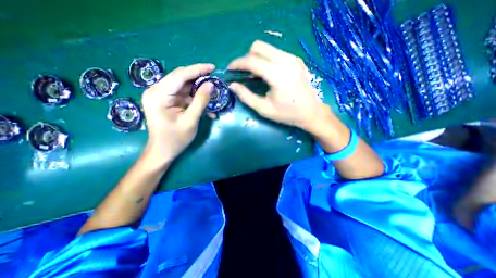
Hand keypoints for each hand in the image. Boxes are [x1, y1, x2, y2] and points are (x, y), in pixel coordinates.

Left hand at [141, 64, 215, 163]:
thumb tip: (211, 84)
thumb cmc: (175, 139)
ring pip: (184, 86)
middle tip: (215, 79)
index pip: (179, 76)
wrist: (163, 151)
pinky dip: (195, 99)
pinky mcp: (168, 101)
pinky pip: (184, 95)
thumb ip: (201, 101)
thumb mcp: (190, 120)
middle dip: (199, 78)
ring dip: (199, 90)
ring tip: (213, 93)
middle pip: (181, 78)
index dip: (197, 70)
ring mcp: (162, 96)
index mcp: (158, 95)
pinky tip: (206, 107)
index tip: (212, 67)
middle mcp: (157, 91)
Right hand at [227, 39, 327, 131]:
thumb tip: (233, 85)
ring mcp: (292, 58)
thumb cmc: (287, 114)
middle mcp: (285, 61)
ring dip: (256, 57)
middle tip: (243, 73)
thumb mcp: (264, 109)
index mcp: (277, 75)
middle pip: (258, 47)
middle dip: (246, 58)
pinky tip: (267, 73)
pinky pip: (275, 52)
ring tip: (254, 74)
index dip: (237, 63)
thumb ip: (246, 96)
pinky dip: (266, 59)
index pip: (252, 60)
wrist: (311, 112)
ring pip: (267, 47)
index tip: (229, 69)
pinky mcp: (296, 59)